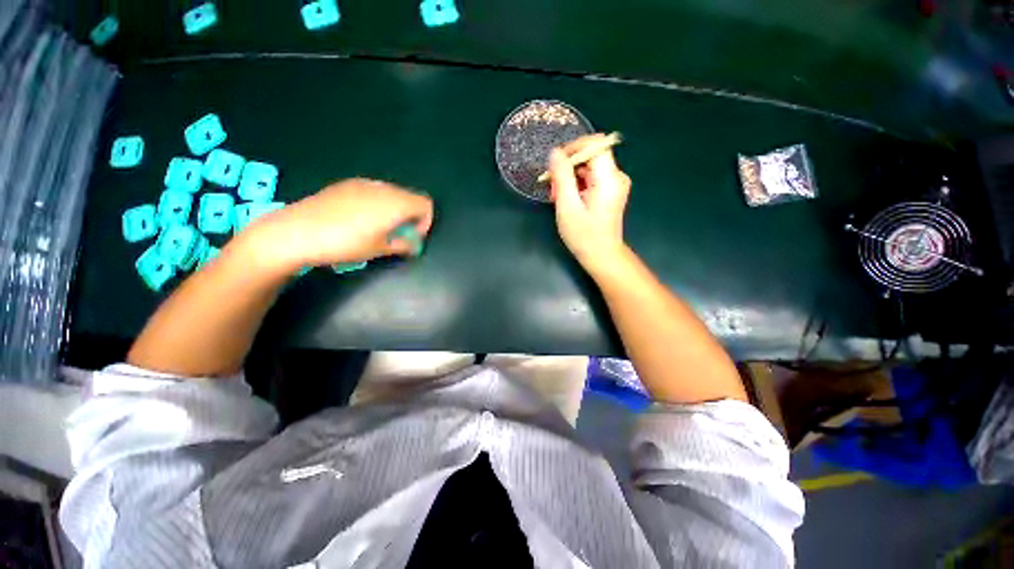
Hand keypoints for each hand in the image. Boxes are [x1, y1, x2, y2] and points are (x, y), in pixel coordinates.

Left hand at [250, 178, 433, 270]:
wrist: (297, 231)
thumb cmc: (346, 243)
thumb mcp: (379, 249)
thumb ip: (403, 244)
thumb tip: (412, 244)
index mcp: (396, 203)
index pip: (426, 204)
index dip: (425, 222)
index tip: (412, 237)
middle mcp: (383, 188)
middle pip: (410, 197)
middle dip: (411, 216)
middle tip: (398, 235)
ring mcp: (363, 184)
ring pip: (391, 194)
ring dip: (394, 210)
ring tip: (379, 228)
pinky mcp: (346, 184)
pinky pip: (373, 191)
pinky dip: (377, 203)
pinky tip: (359, 219)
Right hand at [549, 134, 630, 273]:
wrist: (602, 255)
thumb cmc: (584, 235)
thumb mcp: (567, 206)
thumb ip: (562, 176)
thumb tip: (555, 152)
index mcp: (609, 178)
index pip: (595, 144)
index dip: (573, 148)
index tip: (556, 164)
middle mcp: (616, 176)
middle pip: (591, 155)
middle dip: (568, 167)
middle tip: (553, 188)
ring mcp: (615, 183)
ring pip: (589, 167)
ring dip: (570, 177)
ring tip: (557, 197)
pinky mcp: (611, 190)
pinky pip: (592, 177)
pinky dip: (577, 184)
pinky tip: (567, 199)